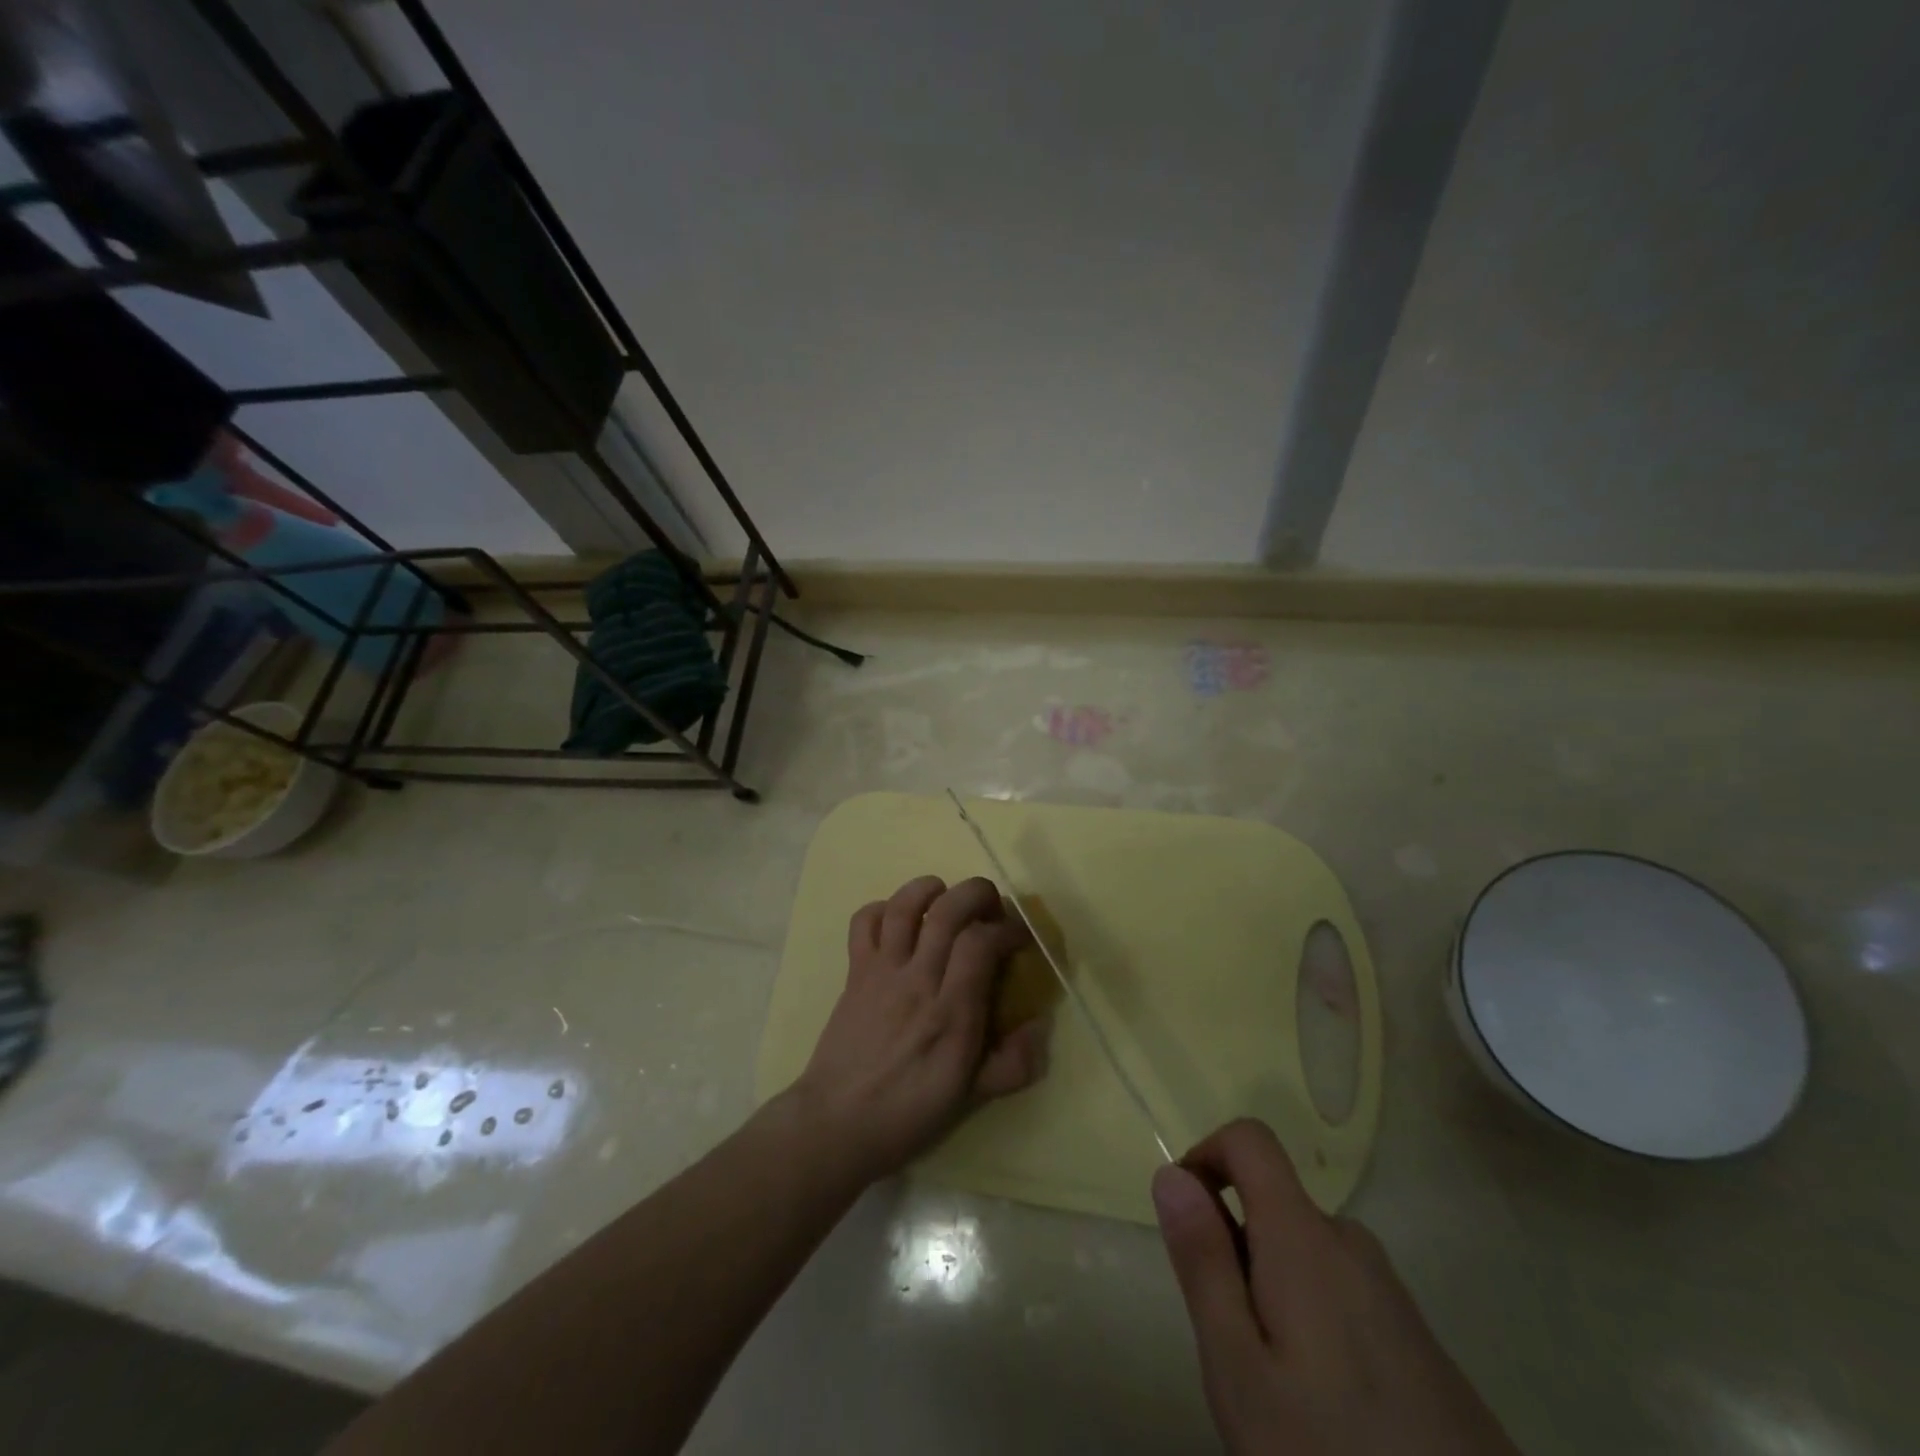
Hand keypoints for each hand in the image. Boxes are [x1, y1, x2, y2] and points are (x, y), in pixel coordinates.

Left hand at [792, 875, 1051, 1182]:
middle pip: (947, 911)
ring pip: (904, 907)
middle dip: (977, 893)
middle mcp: (918, 981)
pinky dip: (882, 908)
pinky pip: (863, 923)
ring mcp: (882, 972)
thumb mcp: (970, 1098)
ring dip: (929, 888)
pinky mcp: (855, 971)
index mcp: (951, 1014)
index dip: (1007, 929)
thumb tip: (1041, 1026)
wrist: (836, 1124)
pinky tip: (898, 920)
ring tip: (945, 895)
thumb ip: (1013, 1064)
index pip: (981, 944)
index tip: (1019, 937)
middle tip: (991, 906)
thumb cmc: (908, 1113)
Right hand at [1154, 1120, 1517, 1455]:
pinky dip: (1312, 1318)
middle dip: (1236, 1248)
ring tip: (1278, 1388)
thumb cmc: (1330, 1455)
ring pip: (1306, 1254)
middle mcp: (1352, 1245)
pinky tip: (1327, 1409)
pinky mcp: (1419, 1340)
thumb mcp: (1238, 1368)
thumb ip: (1203, 1262)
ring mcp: (1392, 1293)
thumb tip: (1171, 1172)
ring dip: (1272, 1288)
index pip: (1250, 1138)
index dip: (1207, 1155)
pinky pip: (1343, 1291)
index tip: (1189, 1222)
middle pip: (1274, 1204)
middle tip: (1232, 1346)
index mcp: (1305, 1238)